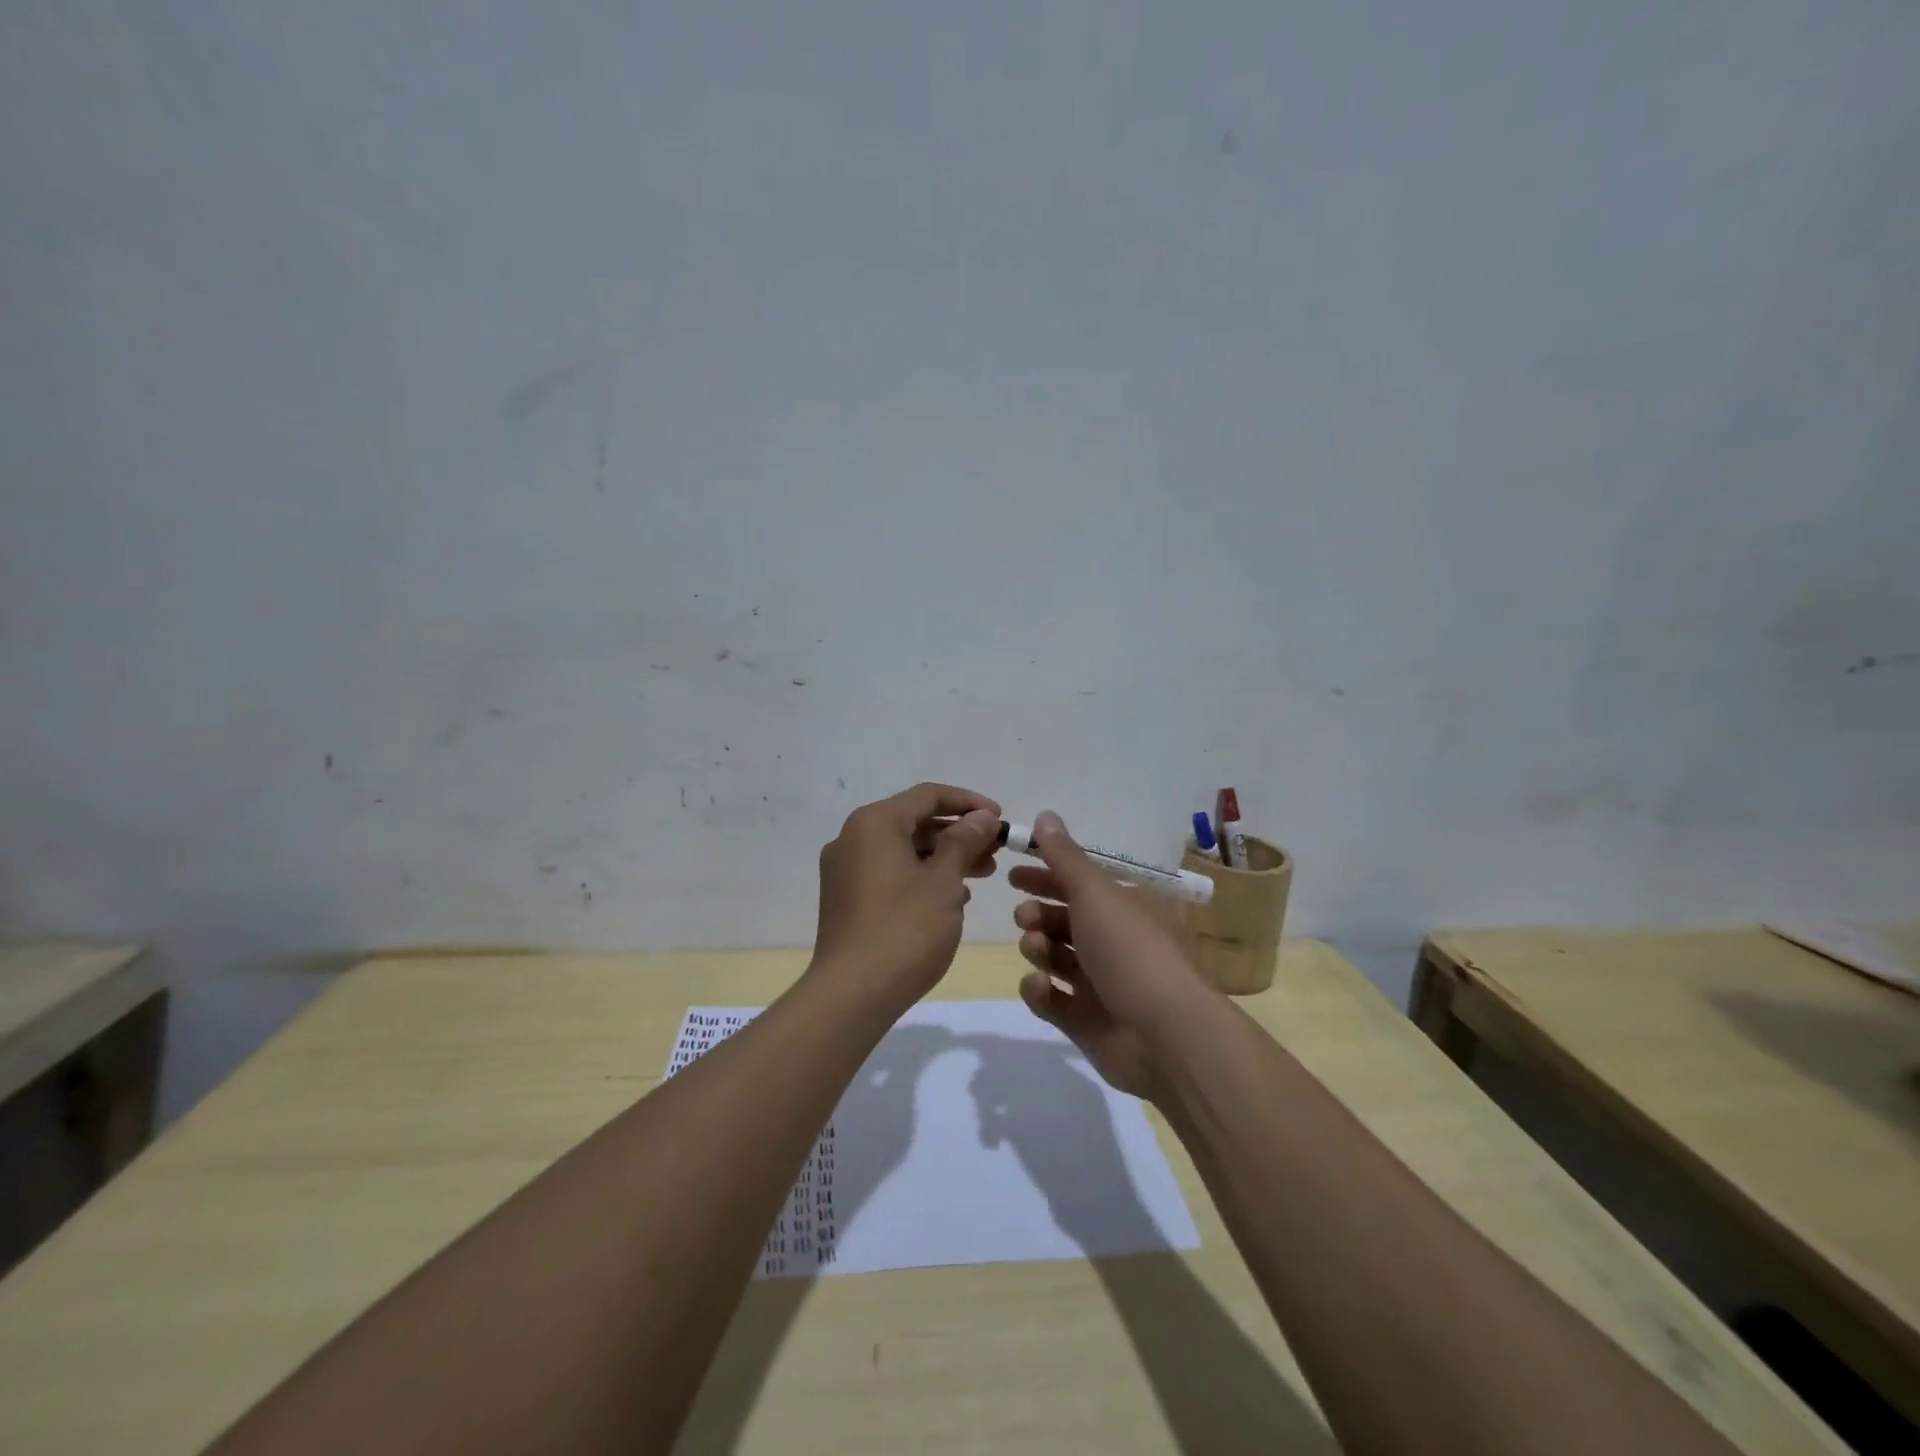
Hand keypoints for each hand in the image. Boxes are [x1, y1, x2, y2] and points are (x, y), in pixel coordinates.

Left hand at [811, 783, 1001, 1011]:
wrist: (852, 994)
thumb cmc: (904, 930)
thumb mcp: (944, 882)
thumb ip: (964, 842)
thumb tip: (981, 817)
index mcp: (874, 823)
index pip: (929, 795)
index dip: (969, 803)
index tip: (1001, 819)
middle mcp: (853, 838)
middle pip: (914, 821)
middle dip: (959, 833)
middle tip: (996, 851)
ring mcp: (845, 870)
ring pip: (903, 849)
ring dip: (944, 857)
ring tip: (982, 874)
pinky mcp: (845, 899)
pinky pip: (889, 873)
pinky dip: (921, 876)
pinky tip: (952, 898)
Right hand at [1010, 811, 1218, 1100]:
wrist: (1164, 1036)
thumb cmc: (1130, 950)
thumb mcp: (1096, 892)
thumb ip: (1064, 856)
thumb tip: (1045, 815)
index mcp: (1126, 908)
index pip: (1082, 884)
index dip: (1048, 874)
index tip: (1014, 873)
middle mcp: (1115, 942)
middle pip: (1066, 920)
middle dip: (1039, 912)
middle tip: (1023, 914)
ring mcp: (1101, 984)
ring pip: (1055, 957)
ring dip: (1038, 946)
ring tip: (1034, 946)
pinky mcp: (1086, 1021)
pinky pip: (1052, 1000)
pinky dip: (1041, 990)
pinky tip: (1040, 985)